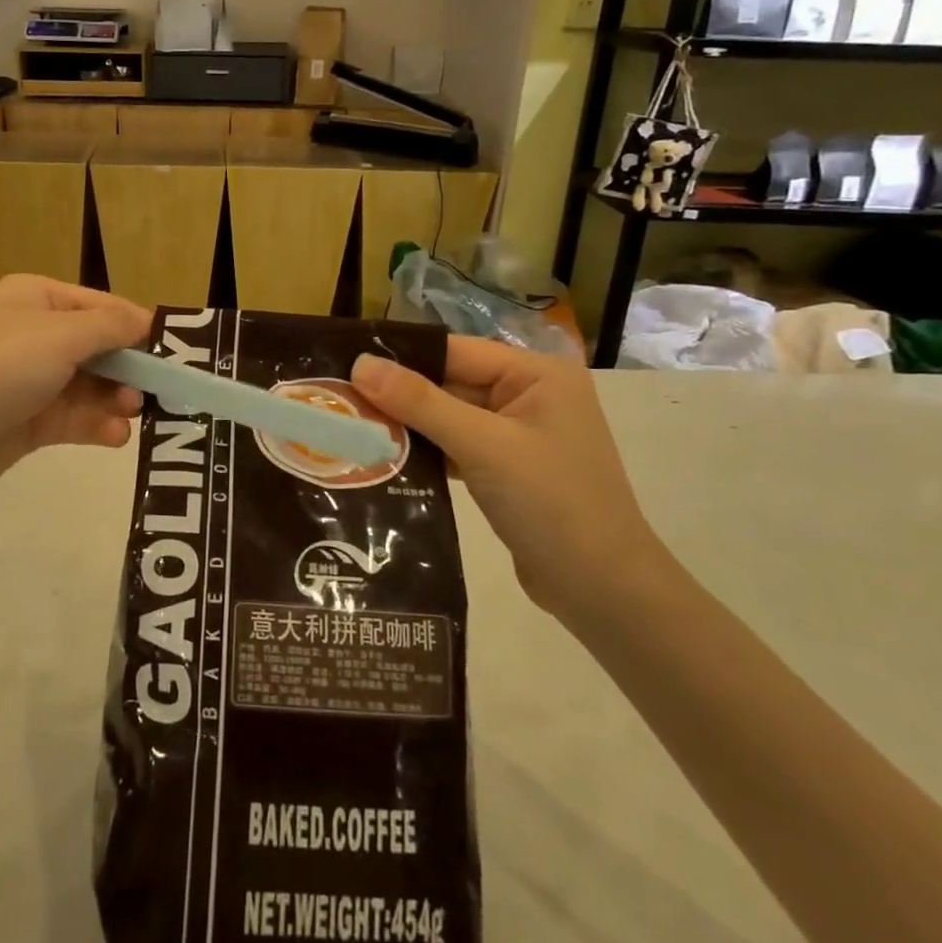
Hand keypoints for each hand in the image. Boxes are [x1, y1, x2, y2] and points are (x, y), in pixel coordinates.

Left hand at [0, 275, 149, 519]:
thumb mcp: (58, 337)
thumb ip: (110, 327)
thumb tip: (146, 321)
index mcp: (35, 299)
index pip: (100, 306)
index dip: (136, 327)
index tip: (173, 353)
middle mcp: (31, 335)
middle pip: (96, 348)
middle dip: (127, 368)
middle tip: (156, 391)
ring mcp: (25, 381)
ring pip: (87, 386)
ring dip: (114, 399)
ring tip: (132, 414)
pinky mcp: (22, 423)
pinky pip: (71, 418)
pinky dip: (95, 425)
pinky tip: (114, 436)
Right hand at [350, 339, 671, 620]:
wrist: (603, 590)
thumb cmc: (552, 503)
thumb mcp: (483, 446)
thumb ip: (421, 402)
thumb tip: (360, 364)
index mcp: (536, 373)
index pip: (454, 351)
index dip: (401, 358)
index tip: (344, 365)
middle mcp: (528, 394)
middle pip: (449, 383)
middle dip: (398, 395)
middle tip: (338, 400)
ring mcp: (518, 434)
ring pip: (448, 417)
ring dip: (407, 426)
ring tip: (349, 427)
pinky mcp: (506, 468)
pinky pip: (456, 446)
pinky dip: (425, 452)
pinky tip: (382, 458)